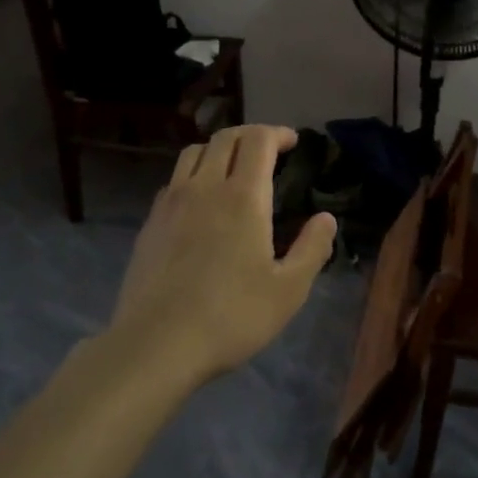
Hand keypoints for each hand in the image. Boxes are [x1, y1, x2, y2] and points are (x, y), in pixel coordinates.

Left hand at [108, 125, 337, 386]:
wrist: (156, 345)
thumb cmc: (231, 316)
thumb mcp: (288, 290)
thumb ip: (312, 249)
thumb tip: (326, 219)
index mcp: (243, 197)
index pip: (258, 140)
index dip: (277, 133)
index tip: (292, 142)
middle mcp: (205, 187)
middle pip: (225, 138)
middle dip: (250, 134)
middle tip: (267, 149)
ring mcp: (171, 203)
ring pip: (193, 153)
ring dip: (218, 149)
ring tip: (232, 168)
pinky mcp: (150, 223)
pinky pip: (174, 181)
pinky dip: (193, 175)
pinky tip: (200, 202)